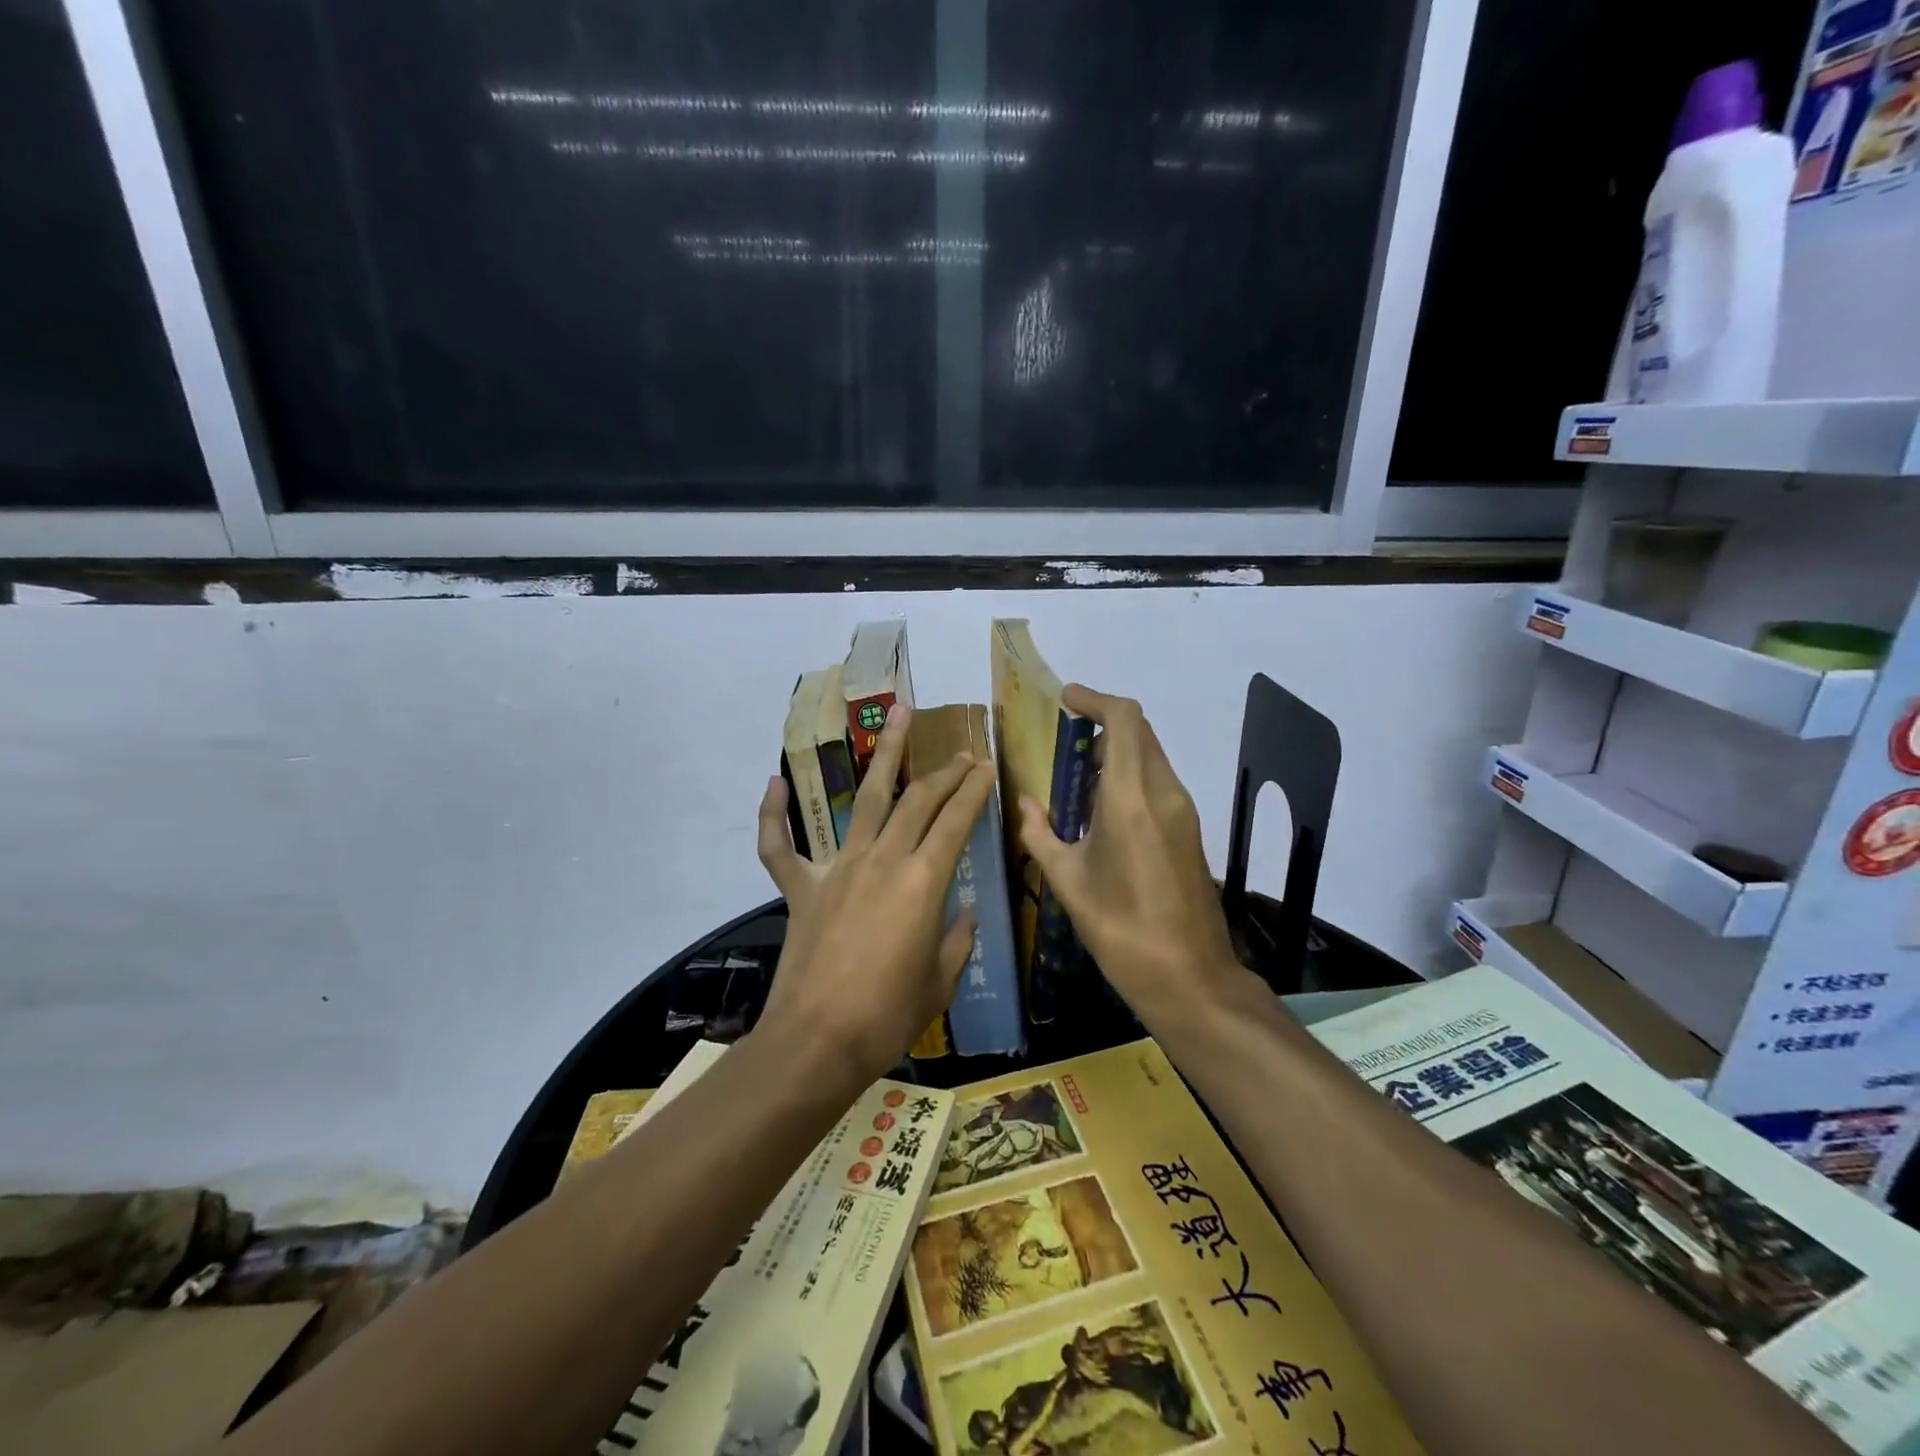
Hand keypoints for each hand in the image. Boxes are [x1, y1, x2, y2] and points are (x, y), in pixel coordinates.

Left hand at [755, 704, 996, 1084]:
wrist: (817, 1041)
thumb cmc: (888, 1016)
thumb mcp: (940, 981)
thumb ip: (957, 940)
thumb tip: (966, 914)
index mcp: (924, 882)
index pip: (957, 820)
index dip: (975, 790)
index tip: (987, 767)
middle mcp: (883, 860)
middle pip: (918, 800)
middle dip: (945, 772)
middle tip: (962, 753)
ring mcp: (838, 868)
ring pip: (864, 798)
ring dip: (884, 754)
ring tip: (899, 715)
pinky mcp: (801, 887)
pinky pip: (778, 845)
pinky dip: (773, 815)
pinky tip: (774, 784)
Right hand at [1016, 685, 1245, 1023]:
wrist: (1190, 977)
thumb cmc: (1121, 931)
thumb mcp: (1068, 882)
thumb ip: (1040, 834)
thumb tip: (1025, 803)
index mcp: (1131, 799)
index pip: (1125, 720)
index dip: (1096, 699)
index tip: (1066, 700)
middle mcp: (1164, 793)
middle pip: (1140, 732)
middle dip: (1104, 723)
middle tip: (1065, 739)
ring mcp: (1184, 811)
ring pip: (1151, 755)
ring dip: (1117, 750)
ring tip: (1077, 775)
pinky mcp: (1190, 830)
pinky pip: (1158, 781)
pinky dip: (1129, 775)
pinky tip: (1102, 808)